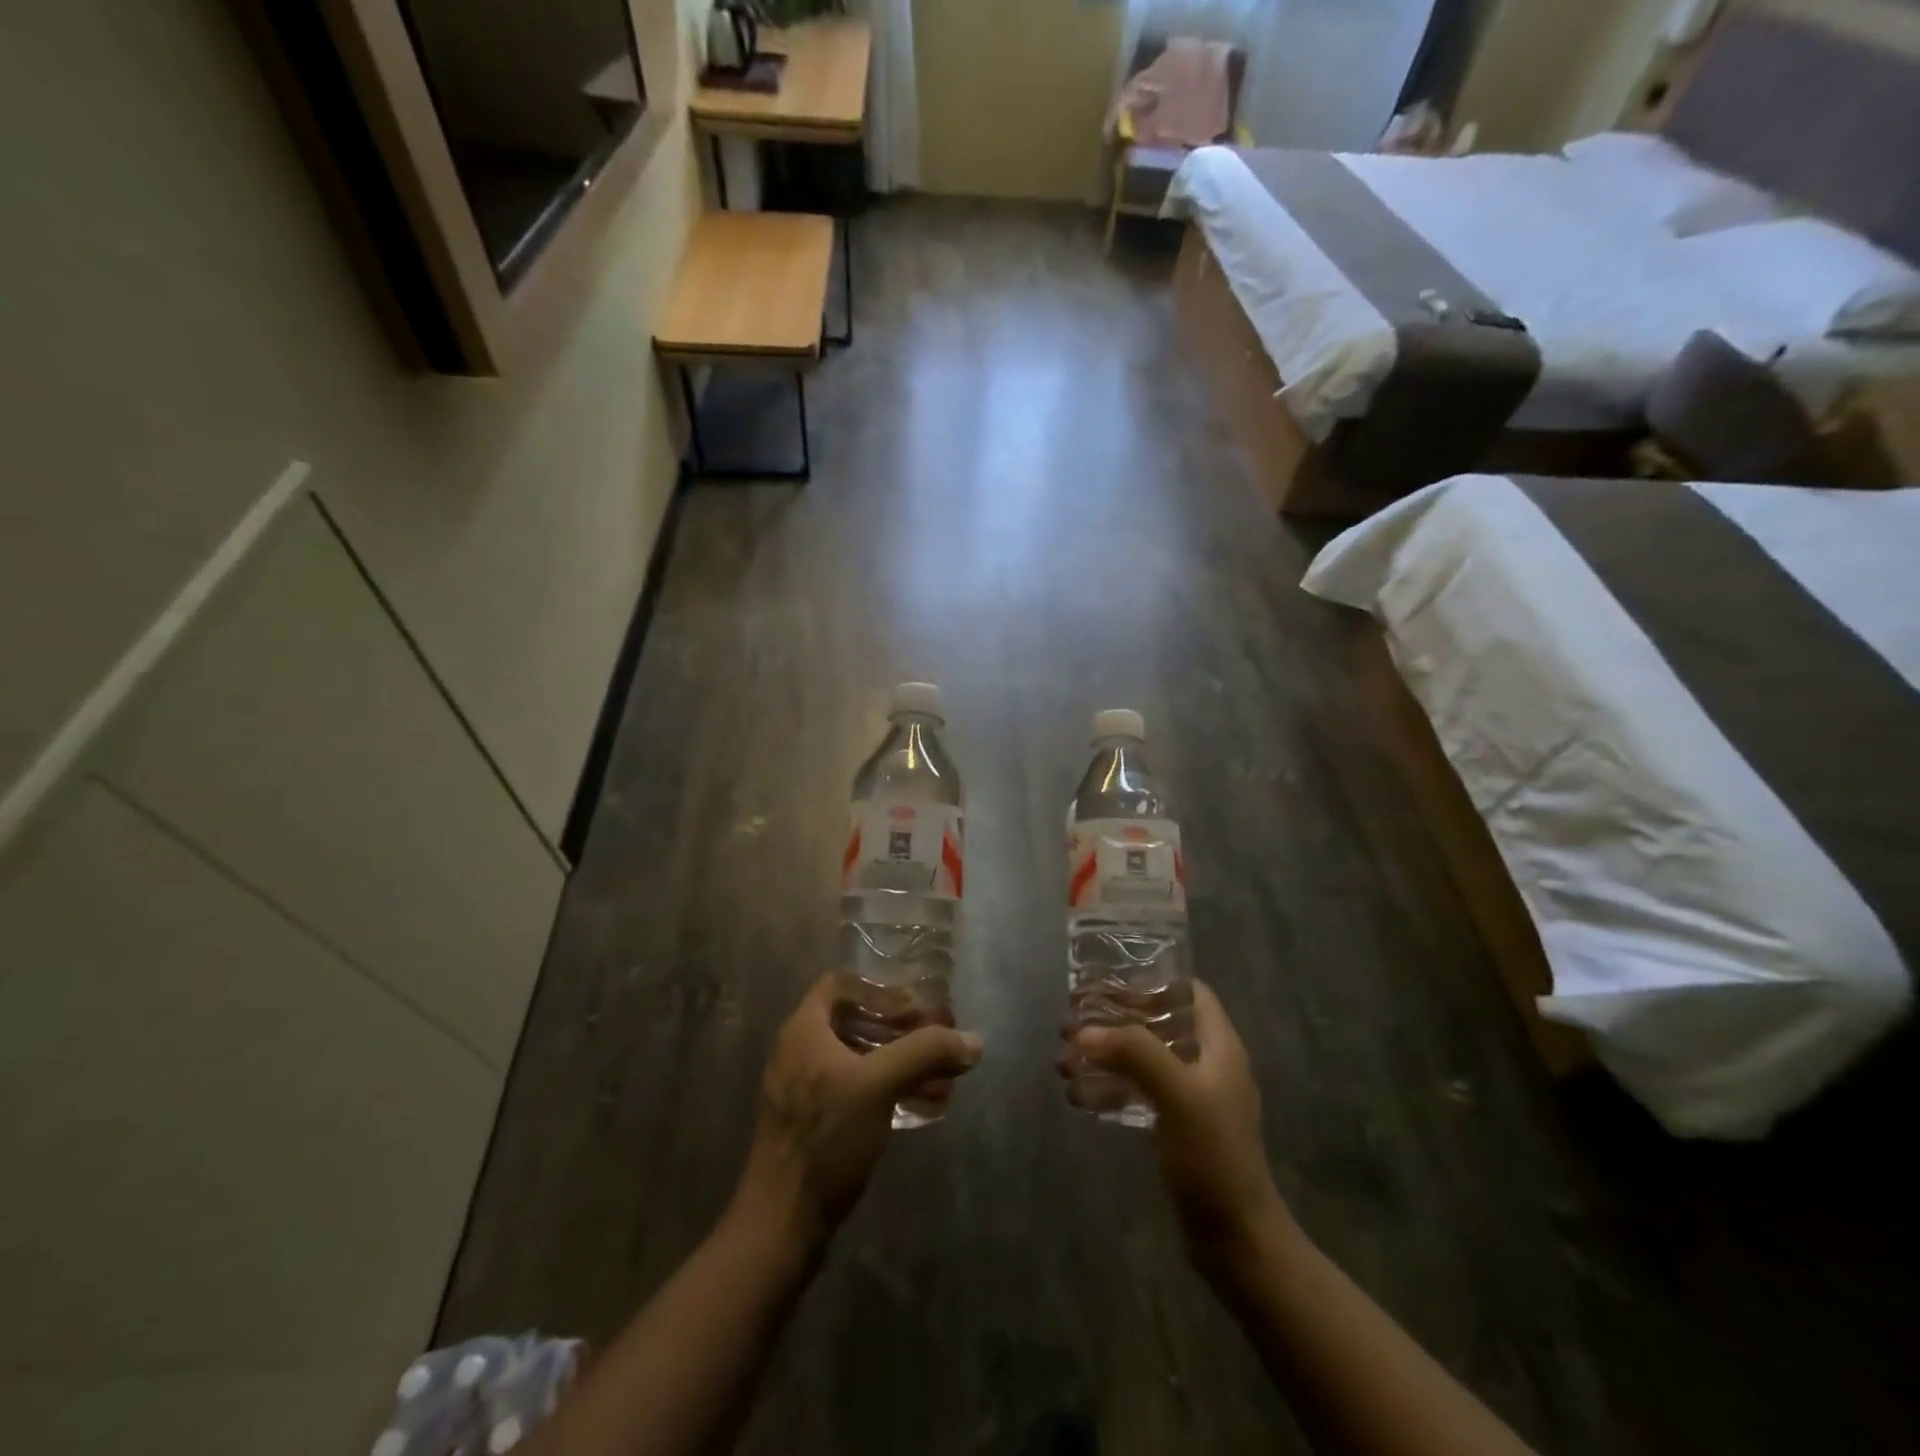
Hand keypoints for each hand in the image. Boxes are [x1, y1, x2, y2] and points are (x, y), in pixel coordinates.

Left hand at [732, 975, 983, 1251]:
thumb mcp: (878, 1086)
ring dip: (902, 1063)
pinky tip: (925, 1107)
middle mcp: (800, 1051)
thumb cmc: (826, 1138)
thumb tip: (973, 1041)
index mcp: (804, 1030)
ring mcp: (805, 1089)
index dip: (880, 990)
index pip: (840, 984)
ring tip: (943, 1080)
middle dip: (902, 1031)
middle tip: (938, 1043)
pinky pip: (857, 1090)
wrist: (781, 1223)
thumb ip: (925, 1053)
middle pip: (856, 1022)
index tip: (914, 1010)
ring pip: (861, 1059)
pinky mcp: (815, 1122)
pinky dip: (890, 1090)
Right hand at [1057, 982, 1290, 1273]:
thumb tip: (1085, 1031)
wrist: (1237, 1242)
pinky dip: (1110, 1088)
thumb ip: (1135, 1054)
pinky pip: (1139, 1094)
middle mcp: (1208, 1065)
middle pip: (1158, 1024)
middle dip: (1114, 1021)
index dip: (1153, 982)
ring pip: (1144, 1060)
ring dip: (1105, 1055)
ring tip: (1064, 1060)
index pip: (1190, 992)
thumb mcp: (1178, 1096)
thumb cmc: (1214, 1158)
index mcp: (1220, 1047)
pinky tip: (1078, 1096)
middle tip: (1072, 1024)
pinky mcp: (1178, 1129)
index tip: (1108, 984)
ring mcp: (1194, 1099)